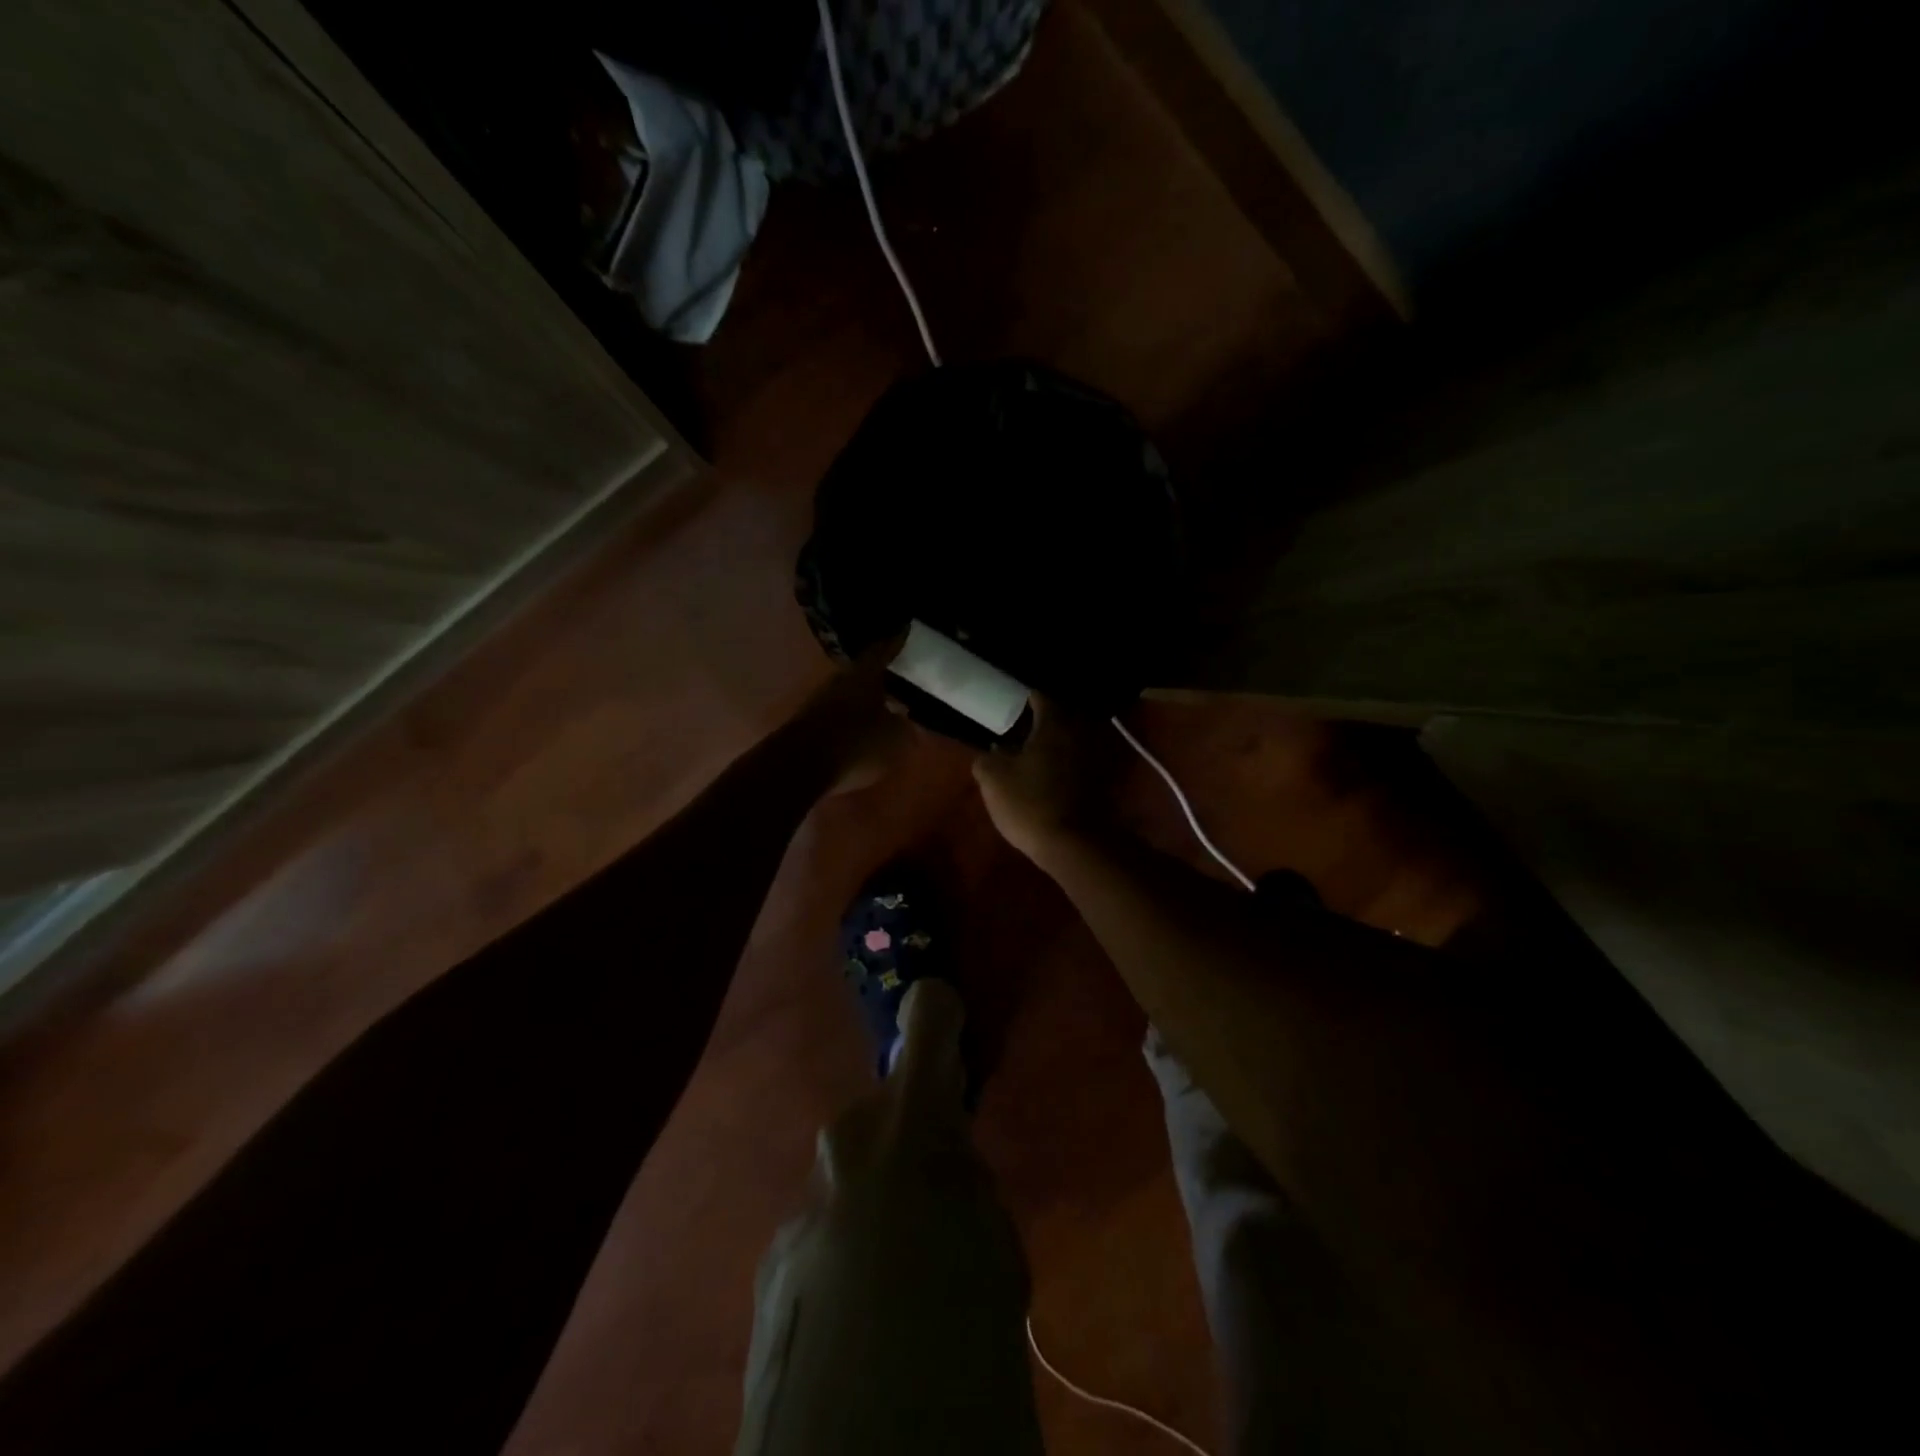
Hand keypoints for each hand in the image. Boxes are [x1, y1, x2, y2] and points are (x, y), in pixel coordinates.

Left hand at [793, 639, 913, 796]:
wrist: (801, 765)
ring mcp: (820, 701)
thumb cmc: (856, 743)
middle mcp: (840, 680)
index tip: (904, 630)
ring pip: (849, 694)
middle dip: (880, 676)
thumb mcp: (895, 738)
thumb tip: (907, 719)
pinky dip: (852, 719)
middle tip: (898, 675)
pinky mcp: (809, 723)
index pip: (883, 650)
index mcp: (864, 674)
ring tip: (884, 706)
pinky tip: (863, 729)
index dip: (895, 642)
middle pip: (863, 672)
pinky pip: (838, 715)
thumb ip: (905, 727)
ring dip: (865, 699)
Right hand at [972, 696, 1119, 864]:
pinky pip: (1078, 762)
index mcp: (1053, 724)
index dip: (1024, 699)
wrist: (1075, 844)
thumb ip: (987, 759)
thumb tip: (991, 752)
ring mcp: (1093, 758)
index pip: (1040, 697)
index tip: (1011, 705)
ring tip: (1032, 753)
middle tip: (1019, 729)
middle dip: (1041, 721)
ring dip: (1054, 744)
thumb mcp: (993, 779)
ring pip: (1070, 740)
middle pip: (1060, 717)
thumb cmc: (1030, 803)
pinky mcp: (1100, 782)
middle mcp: (1078, 733)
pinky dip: (1064, 764)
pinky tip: (1047, 776)